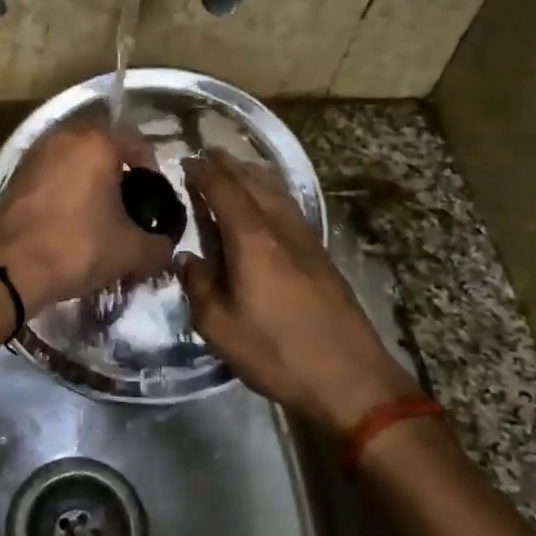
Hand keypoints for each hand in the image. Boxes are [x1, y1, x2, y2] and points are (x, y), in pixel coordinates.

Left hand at [0, 124, 173, 310]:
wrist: (10, 269)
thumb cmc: (77, 247)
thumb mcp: (130, 251)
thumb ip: (158, 246)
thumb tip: (164, 248)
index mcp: (95, 142)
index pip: (135, 141)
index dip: (151, 169)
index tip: (154, 197)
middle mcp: (62, 137)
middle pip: (102, 149)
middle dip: (118, 174)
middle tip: (128, 206)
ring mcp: (33, 156)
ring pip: (73, 162)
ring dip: (89, 182)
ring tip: (98, 216)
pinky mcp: (13, 178)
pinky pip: (51, 177)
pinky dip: (64, 192)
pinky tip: (69, 222)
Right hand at [181, 153, 419, 431]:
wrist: (350, 379)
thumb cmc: (278, 352)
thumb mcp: (220, 327)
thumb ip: (198, 286)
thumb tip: (187, 258)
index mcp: (253, 239)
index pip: (224, 190)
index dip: (203, 172)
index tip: (185, 161)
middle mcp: (281, 228)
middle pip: (253, 182)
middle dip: (228, 166)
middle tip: (206, 156)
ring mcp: (306, 239)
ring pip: (277, 193)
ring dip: (252, 176)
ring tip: (234, 171)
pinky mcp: (321, 255)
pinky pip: (289, 209)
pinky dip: (271, 195)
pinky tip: (266, 207)